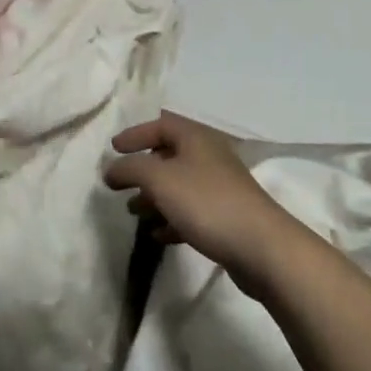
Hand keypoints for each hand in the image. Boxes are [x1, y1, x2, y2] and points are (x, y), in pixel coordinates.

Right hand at [105, 112, 301, 283]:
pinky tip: (157, 235)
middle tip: (118, 183)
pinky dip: (171, 219)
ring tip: (133, 211)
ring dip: (154, 196)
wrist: (260, 246)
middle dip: (142, 168)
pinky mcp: (225, 217)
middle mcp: (210, 157)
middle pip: (170, 154)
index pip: (162, 124)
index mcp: (197, 138)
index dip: (135, 133)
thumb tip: (110, 168)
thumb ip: (130, 168)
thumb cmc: (206, 202)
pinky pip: (191, 212)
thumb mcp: (160, 179)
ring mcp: (220, 188)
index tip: (112, 149)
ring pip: (179, 185)